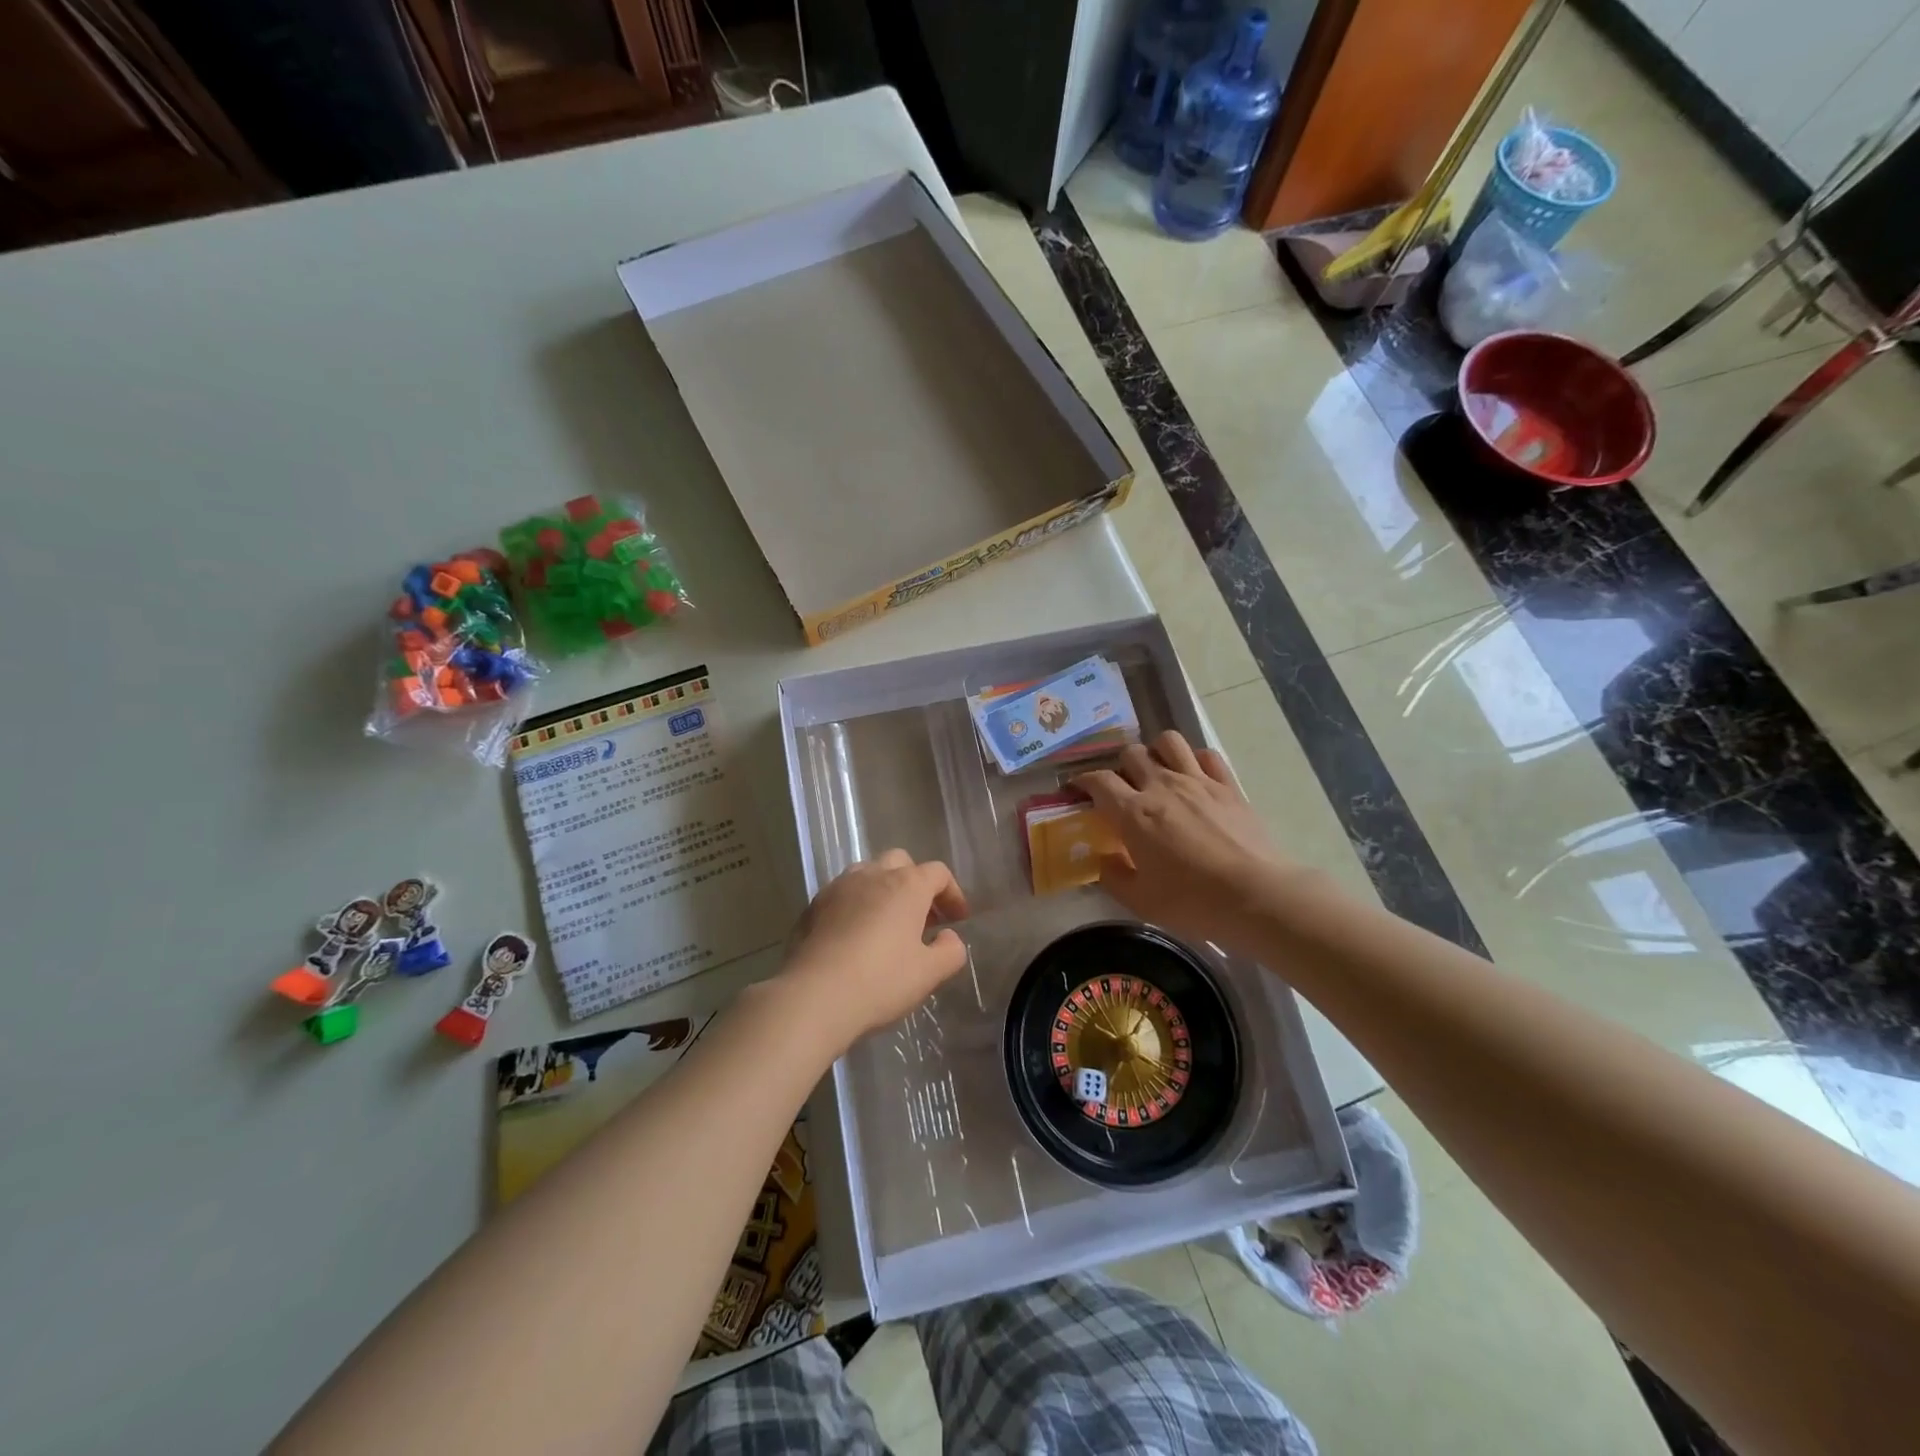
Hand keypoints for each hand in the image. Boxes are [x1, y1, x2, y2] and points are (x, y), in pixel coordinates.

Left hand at [779, 850, 969, 1051]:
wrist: (814, 995)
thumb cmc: (880, 980)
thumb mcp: (929, 973)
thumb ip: (950, 951)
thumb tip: (948, 937)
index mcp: (907, 885)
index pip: (938, 873)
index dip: (952, 894)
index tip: (957, 920)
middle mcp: (873, 875)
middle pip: (901, 863)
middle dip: (916, 883)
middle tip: (922, 917)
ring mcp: (839, 886)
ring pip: (868, 873)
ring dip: (883, 889)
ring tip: (887, 923)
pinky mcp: (813, 905)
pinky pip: (843, 894)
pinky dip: (856, 905)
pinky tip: (855, 936)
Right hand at [1073, 731, 1298, 951]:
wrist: (1256, 896)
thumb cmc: (1192, 902)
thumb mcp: (1140, 901)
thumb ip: (1113, 877)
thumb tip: (1103, 861)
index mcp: (1134, 813)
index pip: (1098, 781)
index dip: (1083, 781)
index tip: (1078, 789)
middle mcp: (1162, 786)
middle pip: (1132, 753)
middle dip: (1121, 767)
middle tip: (1124, 788)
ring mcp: (1198, 781)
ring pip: (1168, 741)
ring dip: (1157, 752)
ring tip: (1158, 771)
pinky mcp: (1228, 785)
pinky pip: (1206, 754)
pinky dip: (1194, 759)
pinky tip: (1194, 776)